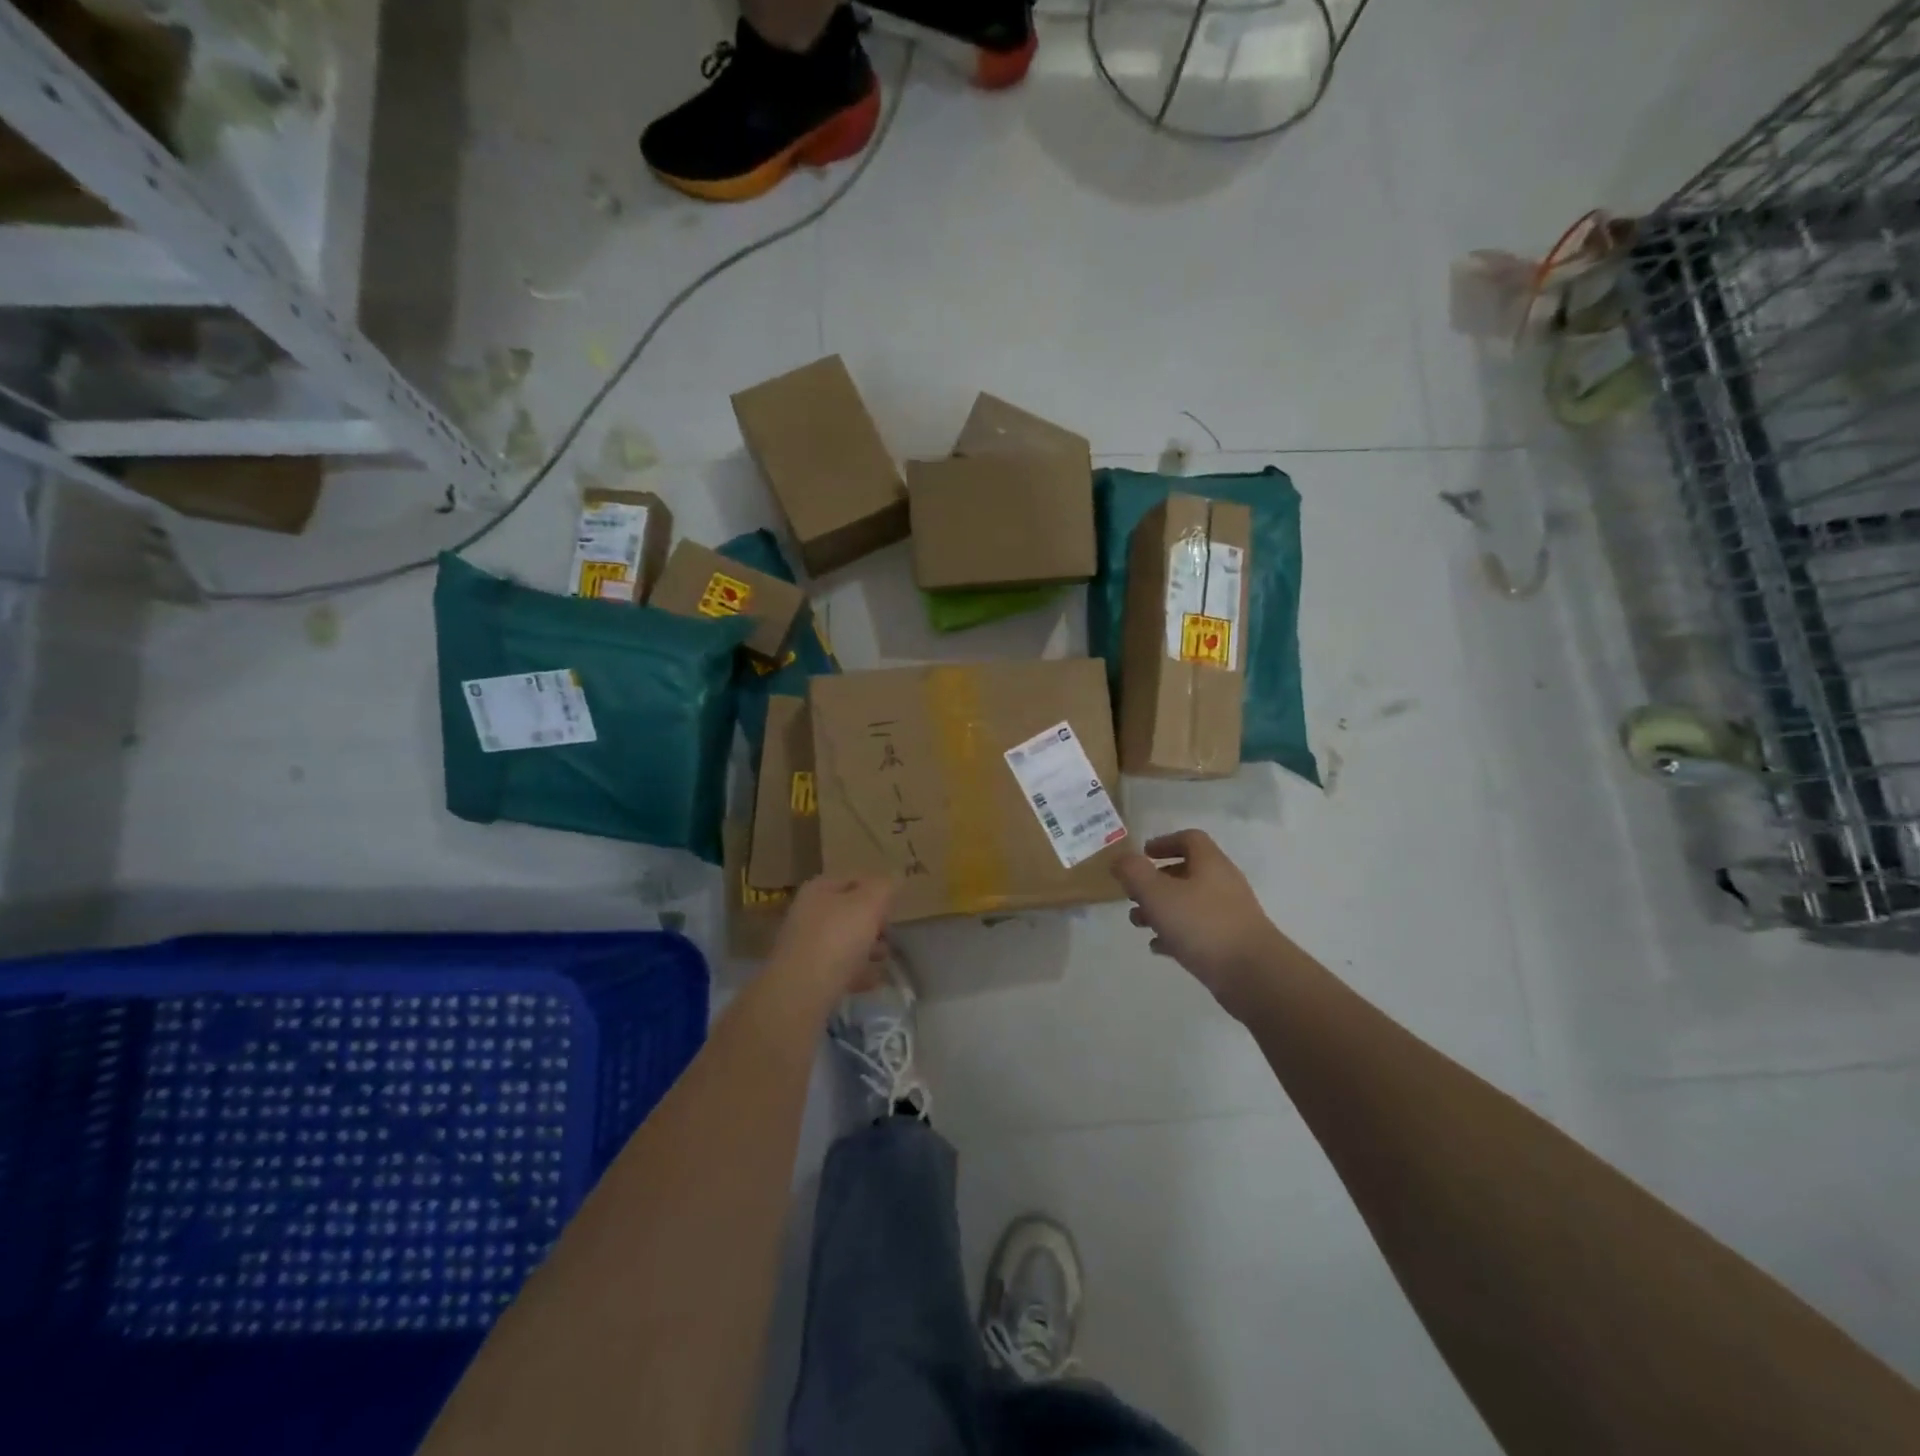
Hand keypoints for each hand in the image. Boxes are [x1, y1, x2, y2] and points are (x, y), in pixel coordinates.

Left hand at [766, 876, 896, 1005]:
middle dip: (872, 922)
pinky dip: (857, 973)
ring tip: (886, 958)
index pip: (852, 880)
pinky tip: (875, 980)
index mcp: (818, 890)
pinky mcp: (807, 977)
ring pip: (843, 942)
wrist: (802, 992)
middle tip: (891, 933)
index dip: (876, 889)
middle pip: (847, 913)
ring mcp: (805, 947)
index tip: (894, 905)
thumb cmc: (837, 938)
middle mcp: (807, 914)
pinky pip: (839, 970)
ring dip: (867, 948)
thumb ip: (885, 887)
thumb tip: (895, 876)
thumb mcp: (869, 904)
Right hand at [1113, 830, 1280, 1013]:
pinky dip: (1175, 934)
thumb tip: (1120, 859)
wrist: (1253, 975)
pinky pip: (1198, 931)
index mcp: (1210, 864)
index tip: (1143, 854)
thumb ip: (1134, 872)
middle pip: (1187, 872)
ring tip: (1138, 923)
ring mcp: (1229, 915)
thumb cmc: (1202, 925)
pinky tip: (1158, 947)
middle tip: (1132, 894)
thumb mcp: (1157, 894)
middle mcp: (1222, 883)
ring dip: (1162, 909)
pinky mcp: (1230, 943)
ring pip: (1189, 903)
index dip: (1164, 842)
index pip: (1189, 839)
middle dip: (1156, 881)